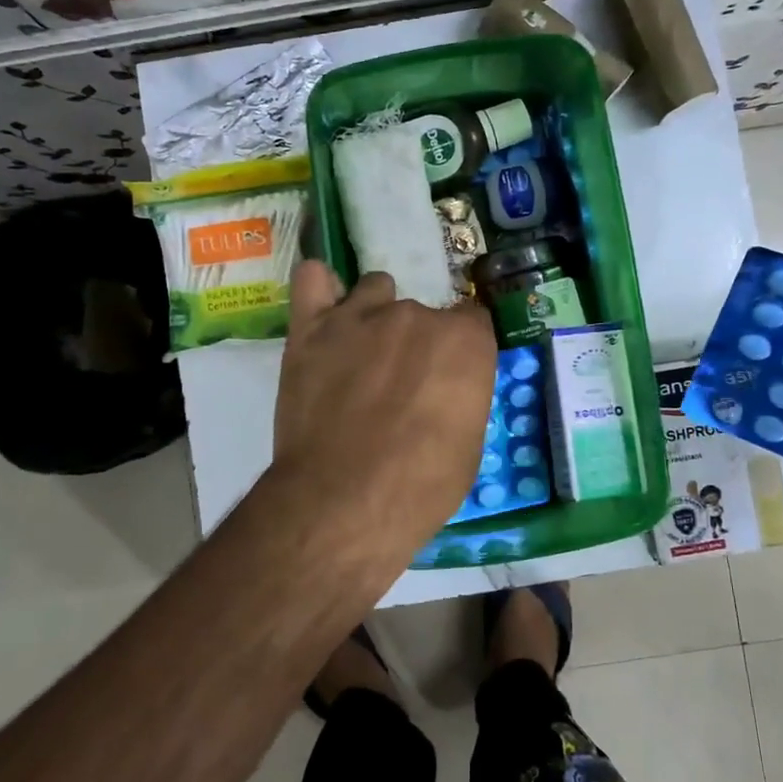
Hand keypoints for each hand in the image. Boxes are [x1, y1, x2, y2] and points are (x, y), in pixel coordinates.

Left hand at [272, 261, 497, 563]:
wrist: (343, 502)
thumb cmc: (420, 486)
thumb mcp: (468, 445)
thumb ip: (461, 396)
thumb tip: (446, 389)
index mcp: (464, 340)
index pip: (471, 321)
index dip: (459, 352)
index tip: (447, 379)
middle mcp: (416, 315)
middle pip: (422, 312)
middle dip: (415, 343)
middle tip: (398, 386)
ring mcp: (360, 315)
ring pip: (375, 290)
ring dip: (374, 315)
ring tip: (360, 353)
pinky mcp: (311, 327)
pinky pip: (314, 279)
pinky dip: (321, 288)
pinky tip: (324, 310)